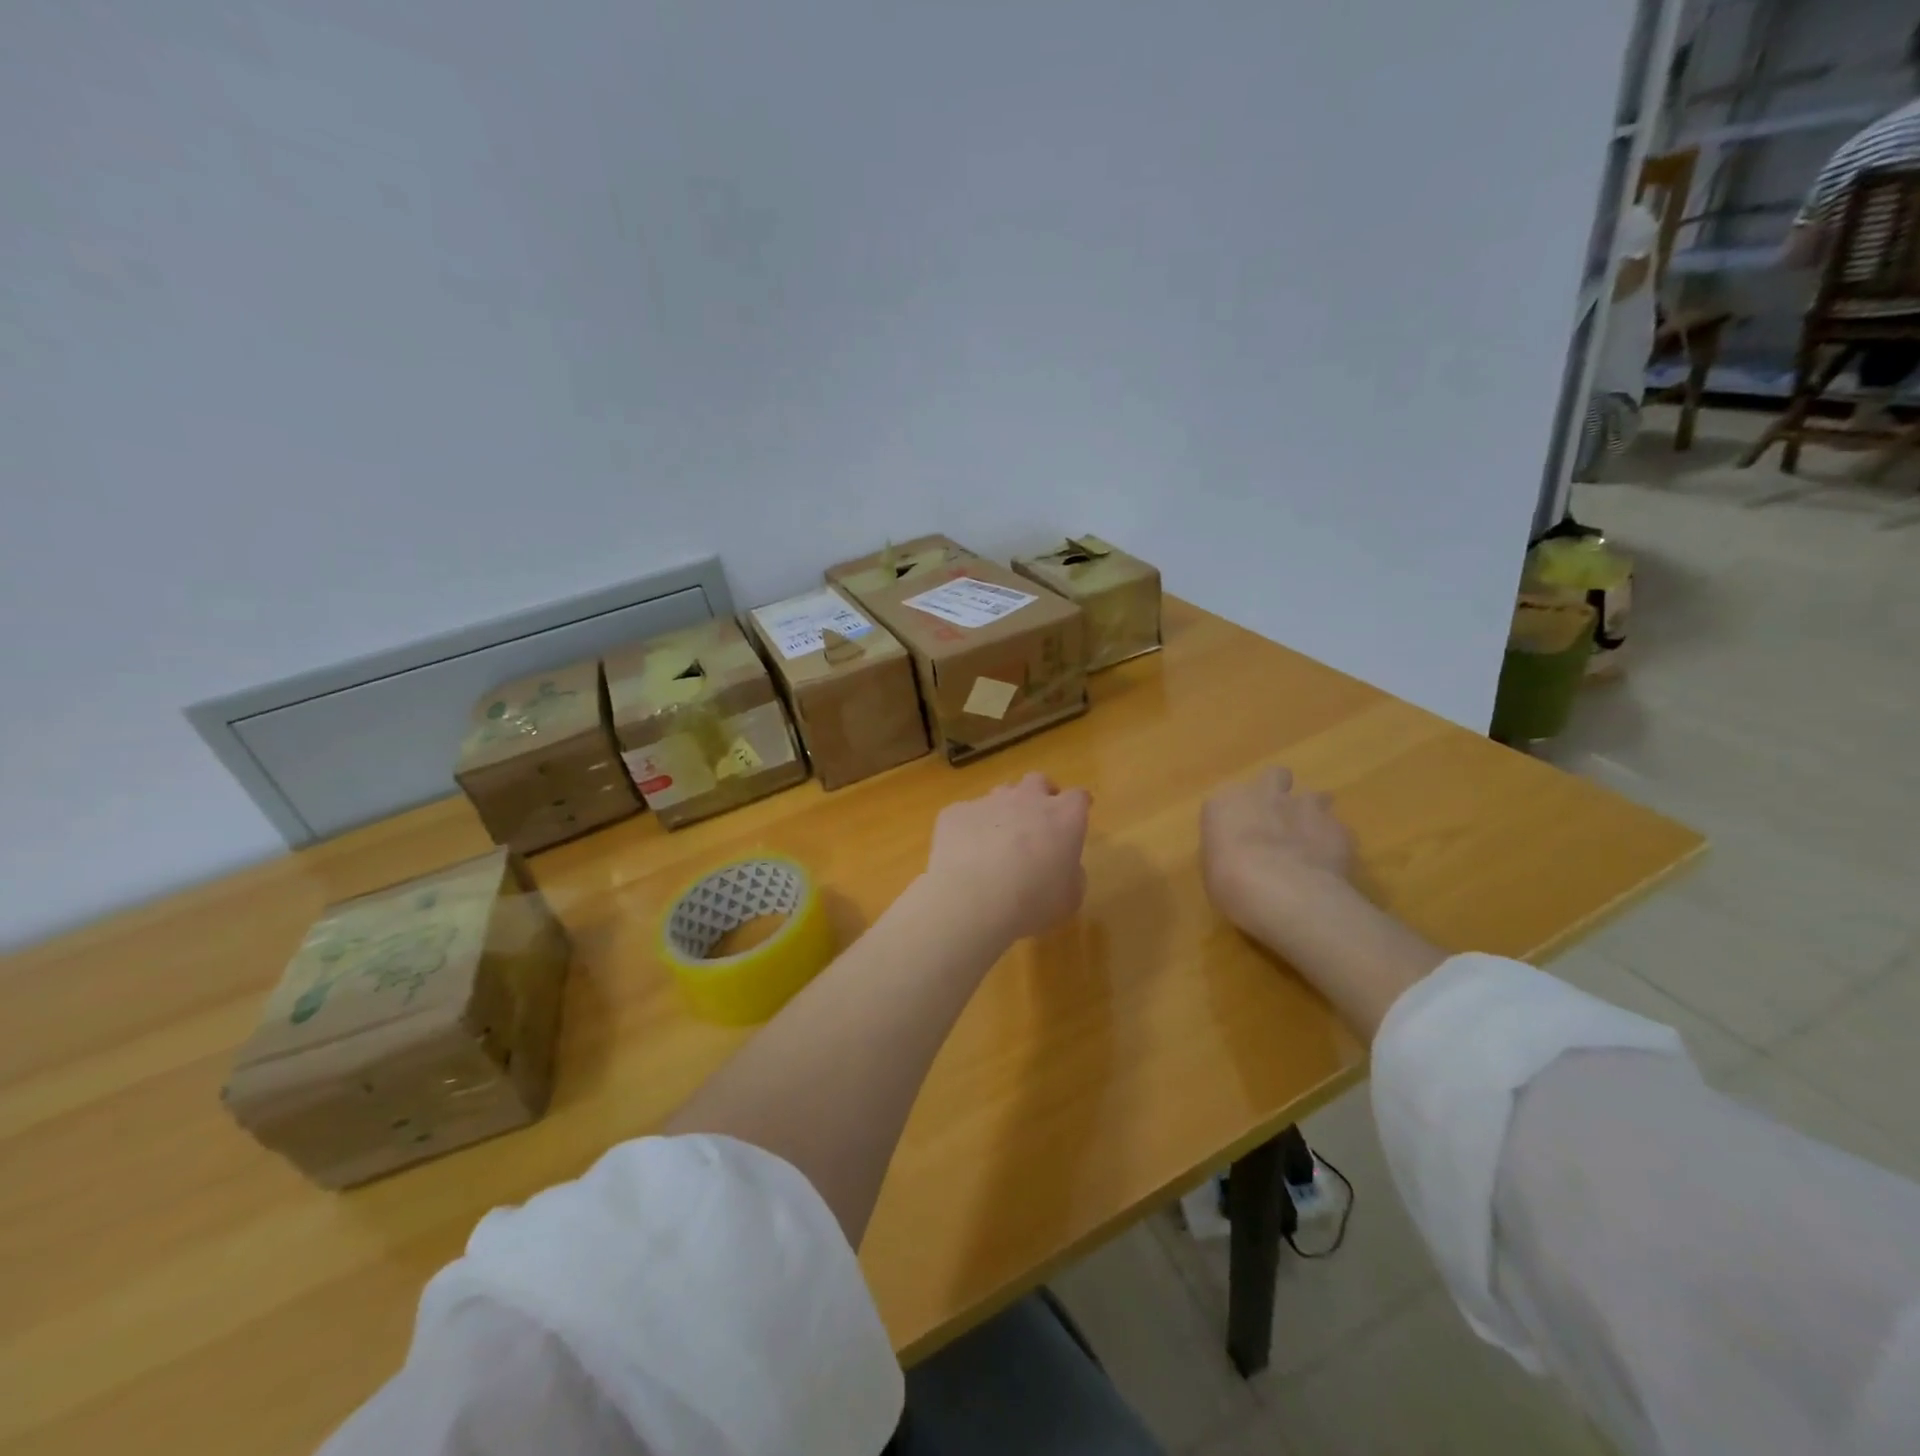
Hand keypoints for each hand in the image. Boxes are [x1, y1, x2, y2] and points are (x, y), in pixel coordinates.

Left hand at [926, 773, 1090, 941]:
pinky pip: (966, 814)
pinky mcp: (955, 812)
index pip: (1078, 798)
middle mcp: (1027, 799)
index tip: (1076, 817)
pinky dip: (969, 829)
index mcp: (1063, 817)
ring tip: (998, 839)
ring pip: (1001, 793)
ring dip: (1004, 810)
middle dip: (1040, 795)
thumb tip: (1064, 866)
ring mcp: (988, 801)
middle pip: (1038, 781)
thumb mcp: (1069, 898)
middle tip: (1037, 820)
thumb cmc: (1032, 902)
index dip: (1077, 806)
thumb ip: (1072, 874)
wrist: (971, 900)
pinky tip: (964, 854)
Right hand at [1200, 767, 1354, 933]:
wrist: (1283, 891)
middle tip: (1278, 821)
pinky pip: (1337, 829)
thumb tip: (1239, 858)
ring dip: (1312, 814)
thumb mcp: (1214, 871)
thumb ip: (1227, 854)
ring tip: (1310, 842)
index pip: (1229, 797)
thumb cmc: (1231, 883)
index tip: (1239, 834)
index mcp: (1225, 803)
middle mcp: (1264, 794)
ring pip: (1314, 797)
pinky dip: (1334, 842)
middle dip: (1278, 793)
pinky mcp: (1338, 827)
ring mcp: (1305, 807)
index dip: (1237, 814)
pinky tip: (1330, 865)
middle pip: (1275, 776)